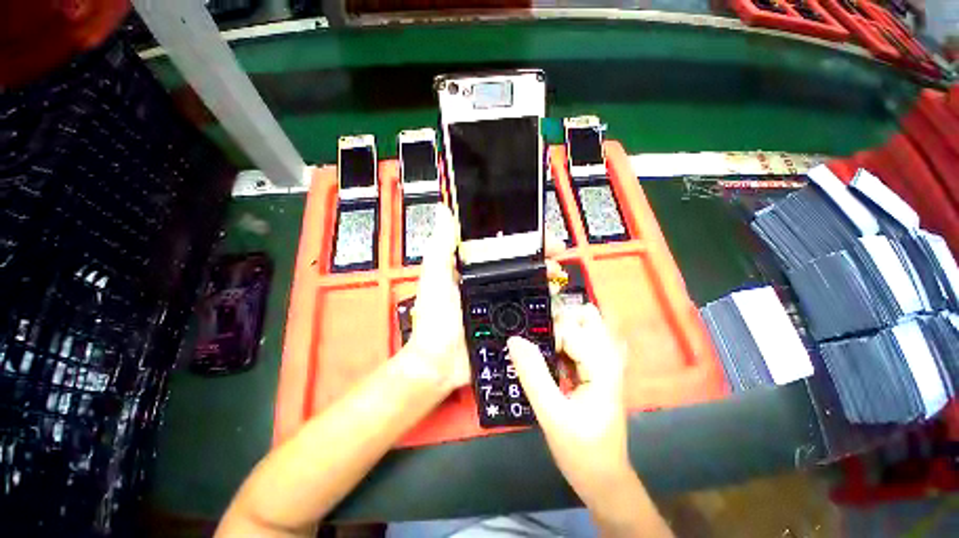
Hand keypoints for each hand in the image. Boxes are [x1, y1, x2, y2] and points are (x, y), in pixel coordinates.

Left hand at [407, 205, 568, 392]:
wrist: (440, 363)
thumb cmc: (435, 318)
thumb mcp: (435, 277)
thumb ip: (441, 246)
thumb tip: (444, 210)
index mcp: (471, 268)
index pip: (499, 245)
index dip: (519, 237)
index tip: (537, 233)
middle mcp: (487, 282)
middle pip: (518, 263)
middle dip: (539, 256)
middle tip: (556, 253)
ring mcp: (499, 302)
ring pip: (527, 284)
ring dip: (545, 276)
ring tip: (557, 274)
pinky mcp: (508, 321)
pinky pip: (530, 308)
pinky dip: (544, 302)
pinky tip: (555, 298)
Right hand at [507, 304, 629, 504]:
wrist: (604, 479)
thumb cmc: (581, 451)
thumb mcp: (551, 414)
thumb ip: (533, 374)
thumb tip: (514, 339)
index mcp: (602, 365)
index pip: (570, 329)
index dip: (546, 334)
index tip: (527, 347)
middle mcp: (608, 356)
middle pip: (584, 317)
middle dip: (557, 321)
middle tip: (534, 340)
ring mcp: (605, 362)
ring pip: (581, 327)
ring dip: (558, 331)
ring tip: (538, 350)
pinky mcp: (596, 369)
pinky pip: (578, 342)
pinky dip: (560, 343)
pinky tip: (547, 358)